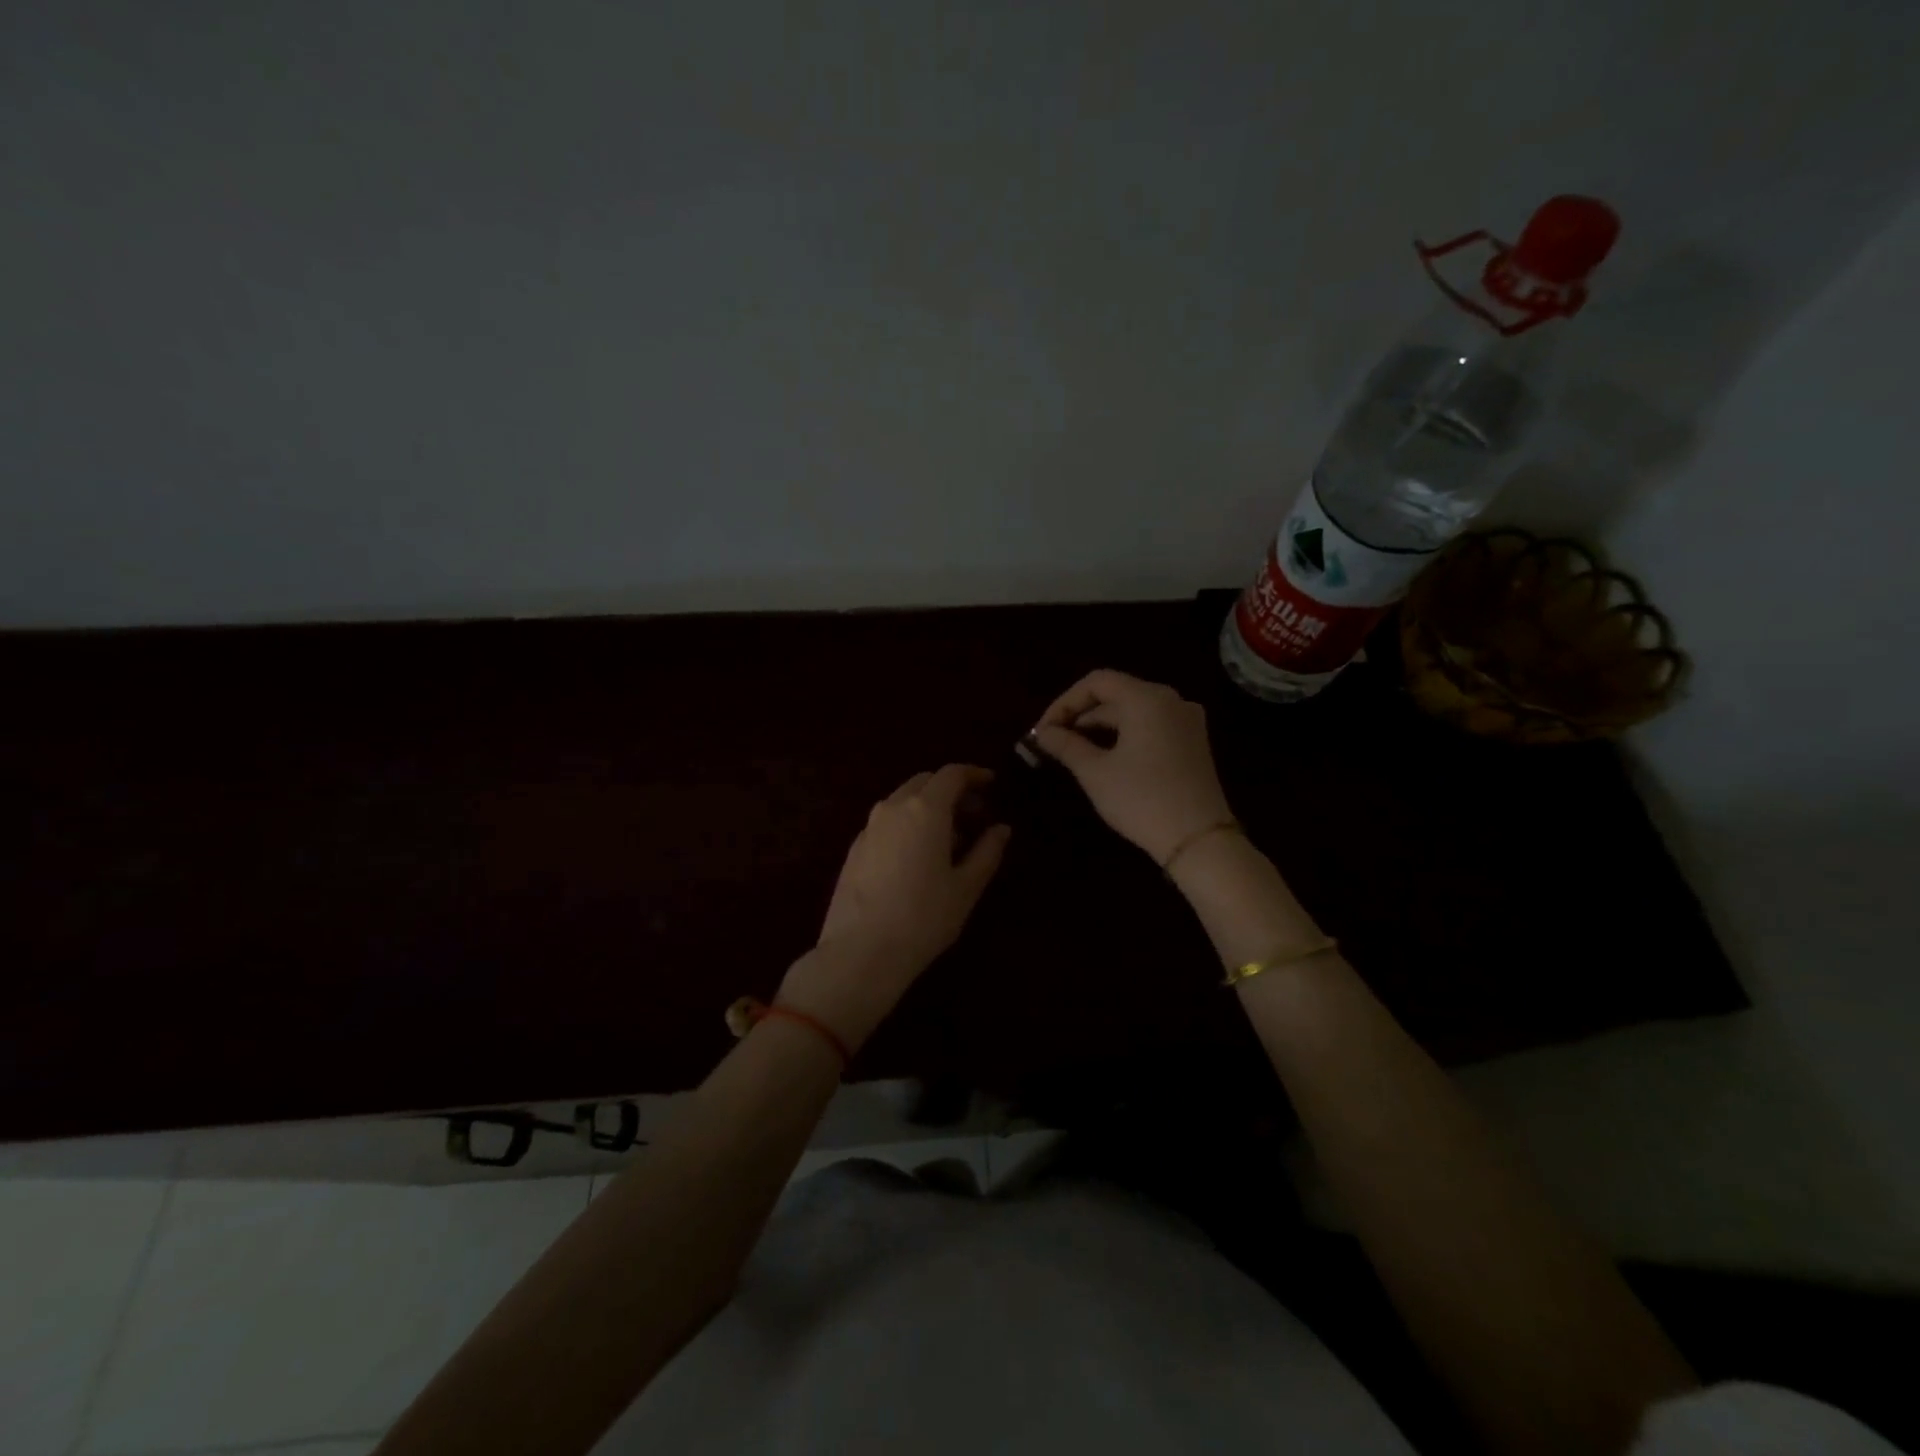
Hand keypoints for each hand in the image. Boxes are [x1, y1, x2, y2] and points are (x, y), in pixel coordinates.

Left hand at [778, 764, 1010, 1047]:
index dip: (974, 774)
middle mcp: (893, 808)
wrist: (860, 952)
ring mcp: (869, 827)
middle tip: (974, 815)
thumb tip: (1001, 828)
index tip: (992, 784)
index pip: (952, 774)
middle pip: (925, 782)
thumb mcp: (966, 887)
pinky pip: (887, 822)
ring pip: (903, 801)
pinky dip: (908, 824)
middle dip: (951, 790)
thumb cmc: (923, 918)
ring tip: (950, 839)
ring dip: (928, 807)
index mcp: (925, 810)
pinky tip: (918, 856)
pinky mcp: (855, 848)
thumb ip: (987, 852)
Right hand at [1033, 670, 1233, 863]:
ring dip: (1101, 726)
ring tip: (1073, 750)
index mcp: (1147, 698)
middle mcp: (1171, 700)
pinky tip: (1105, 757)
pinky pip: (1151, 726)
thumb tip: (1042, 733)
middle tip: (1052, 741)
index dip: (1065, 702)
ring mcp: (1187, 721)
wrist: (1199, 840)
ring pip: (1133, 711)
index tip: (1043, 729)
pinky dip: (1124, 735)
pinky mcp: (1193, 742)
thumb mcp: (1095, 772)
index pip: (1097, 682)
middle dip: (1081, 715)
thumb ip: (1066, 745)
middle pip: (1116, 694)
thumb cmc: (1141, 799)